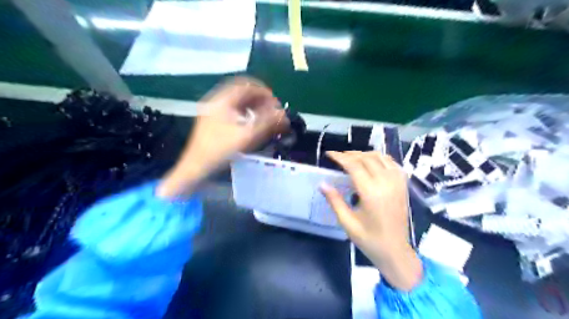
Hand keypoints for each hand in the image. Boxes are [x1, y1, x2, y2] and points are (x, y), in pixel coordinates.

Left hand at [155, 76, 289, 198]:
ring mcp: (213, 111)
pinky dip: (245, 113)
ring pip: (237, 102)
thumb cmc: (220, 150)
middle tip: (272, 110)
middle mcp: (216, 101)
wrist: (196, 166)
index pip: (245, 85)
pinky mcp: (213, 121)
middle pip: (241, 92)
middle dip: (259, 99)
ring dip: (253, 106)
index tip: (275, 101)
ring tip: (265, 116)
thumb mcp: (246, 136)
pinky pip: (233, 111)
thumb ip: (267, 123)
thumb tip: (283, 114)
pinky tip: (252, 124)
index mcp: (222, 100)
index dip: (263, 91)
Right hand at [319, 151, 420, 291]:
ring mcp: (397, 183)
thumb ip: (335, 201)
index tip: (329, 154)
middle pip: (366, 158)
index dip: (340, 157)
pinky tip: (371, 163)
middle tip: (338, 157)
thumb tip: (322, 184)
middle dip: (350, 154)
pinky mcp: (403, 185)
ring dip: (364, 154)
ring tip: (352, 159)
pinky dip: (379, 158)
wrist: (396, 251)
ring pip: (380, 157)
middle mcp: (386, 183)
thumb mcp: (347, 222)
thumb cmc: (369, 240)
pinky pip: (392, 163)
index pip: (354, 166)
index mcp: (371, 193)